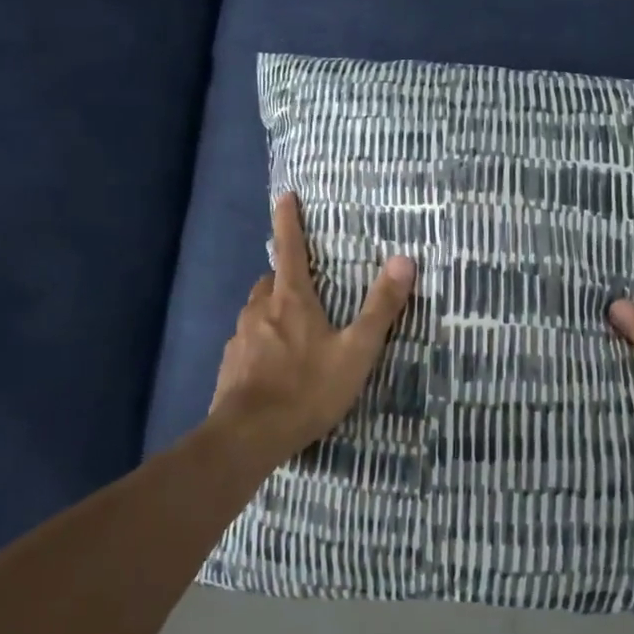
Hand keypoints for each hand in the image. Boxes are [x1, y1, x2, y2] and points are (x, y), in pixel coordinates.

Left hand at [208, 193, 416, 463]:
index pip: (290, 249)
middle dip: (284, 276)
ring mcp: (240, 339)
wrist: (248, 437)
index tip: (285, 196)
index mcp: (291, 300)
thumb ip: (380, 308)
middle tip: (304, 286)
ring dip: (272, 311)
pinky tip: (273, 368)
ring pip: (256, 312)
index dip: (289, 221)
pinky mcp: (229, 366)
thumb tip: (404, 260)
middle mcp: (260, 311)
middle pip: (270, 281)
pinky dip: (260, 343)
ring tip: (293, 331)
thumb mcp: (356, 351)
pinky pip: (247, 343)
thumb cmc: (307, 389)